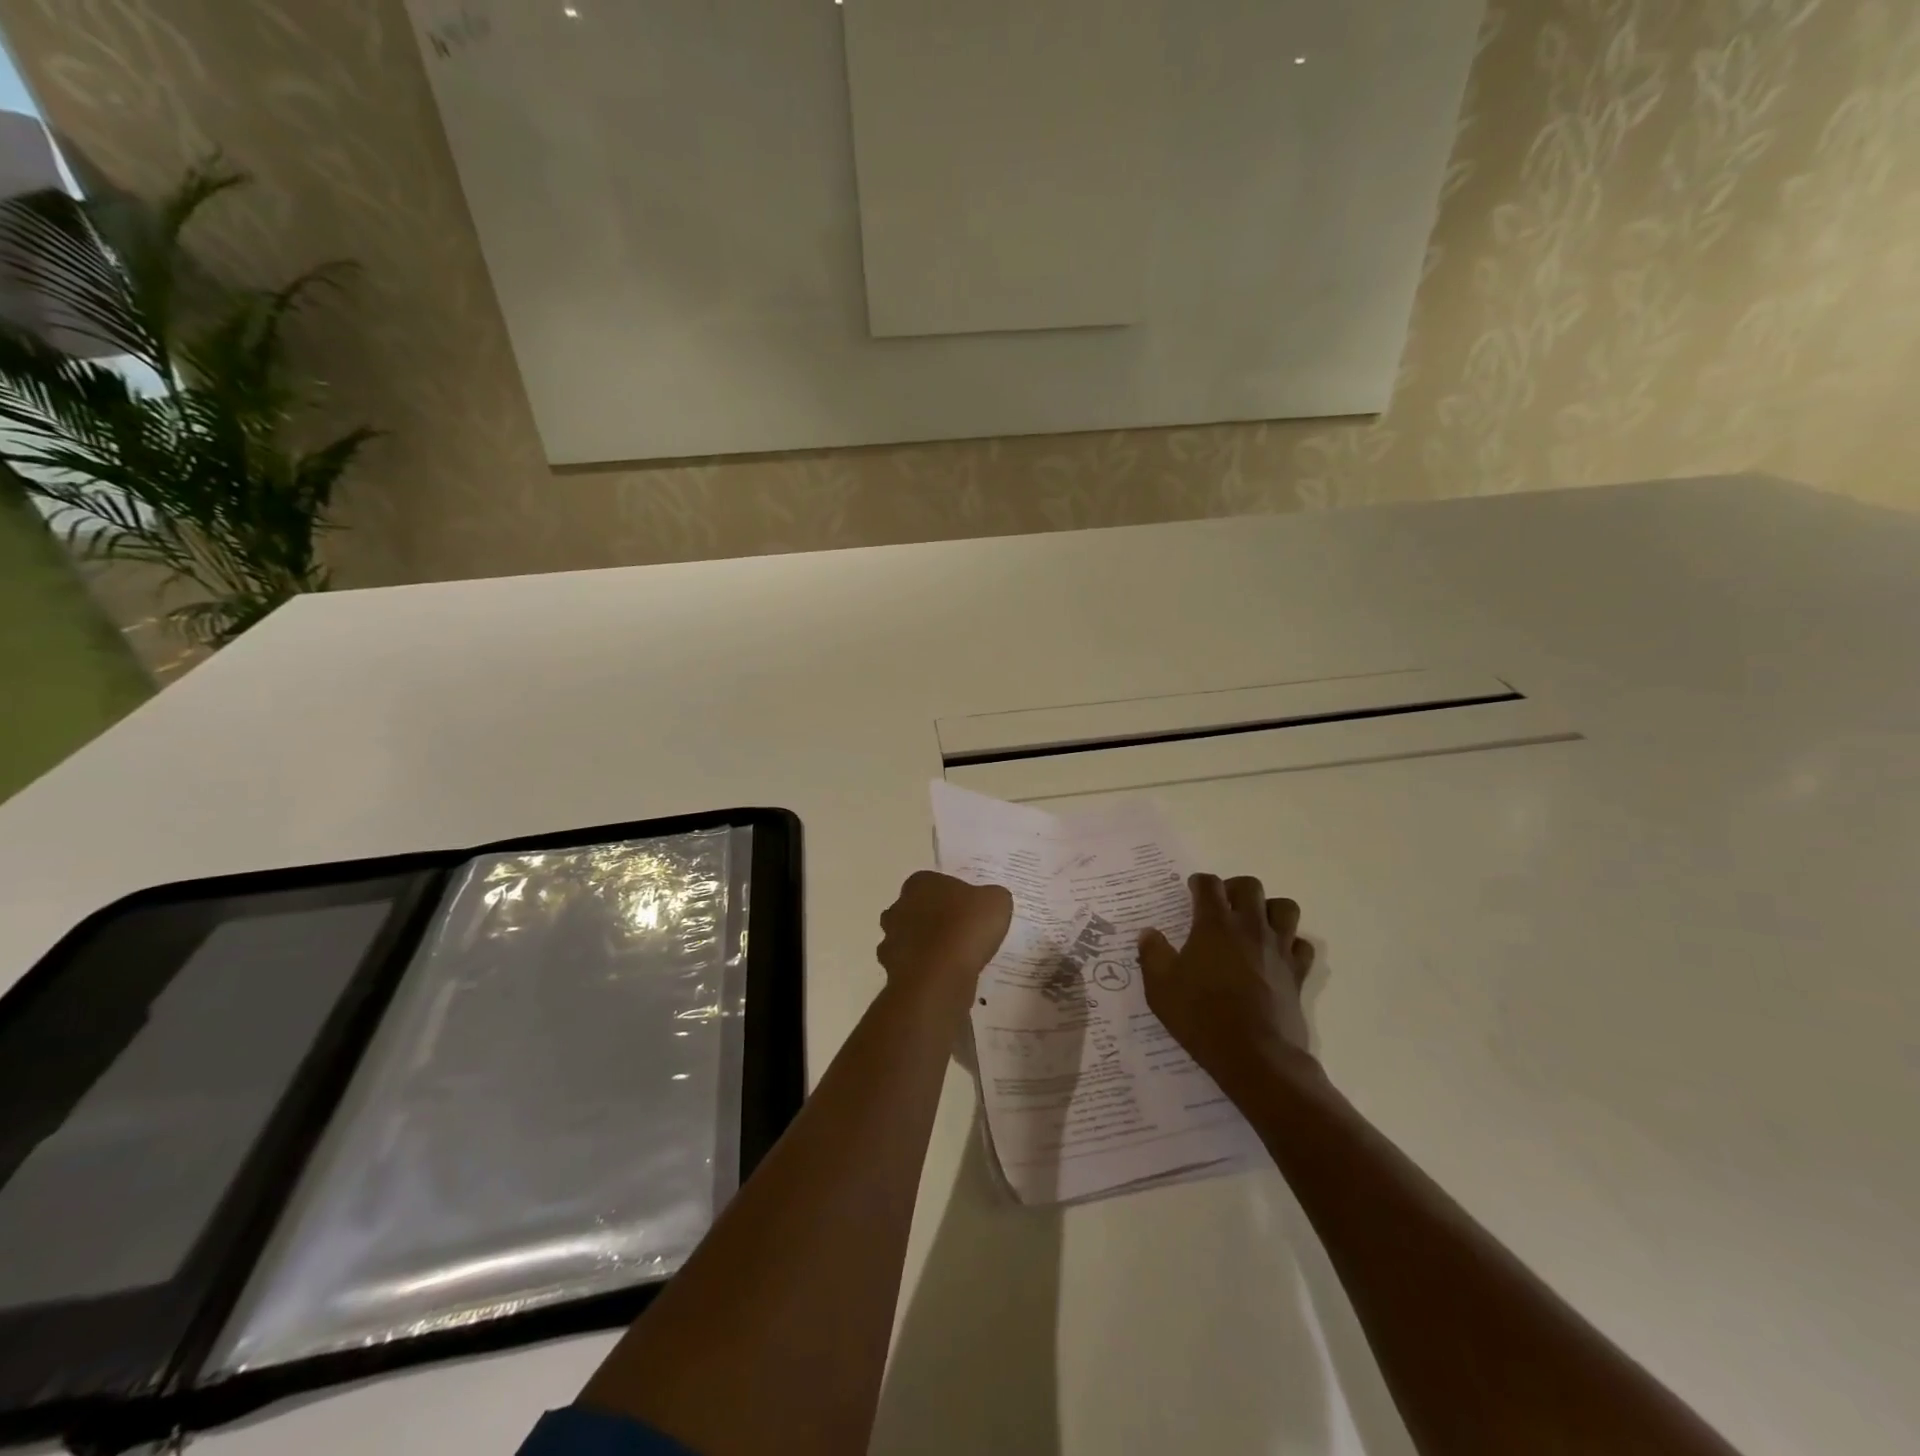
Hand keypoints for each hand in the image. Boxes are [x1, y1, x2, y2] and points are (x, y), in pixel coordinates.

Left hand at [877, 871, 1012, 1005]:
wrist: (939, 977)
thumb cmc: (966, 928)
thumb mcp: (996, 902)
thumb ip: (992, 897)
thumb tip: (989, 902)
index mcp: (920, 883)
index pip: (934, 883)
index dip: (953, 896)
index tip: (970, 911)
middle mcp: (898, 907)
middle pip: (917, 910)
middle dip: (935, 920)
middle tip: (963, 934)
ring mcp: (890, 940)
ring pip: (911, 940)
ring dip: (928, 948)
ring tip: (957, 960)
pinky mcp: (891, 970)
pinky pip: (912, 968)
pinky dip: (925, 972)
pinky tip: (946, 979)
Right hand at [1138, 874, 1318, 1082]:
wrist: (1255, 1057)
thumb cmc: (1201, 1017)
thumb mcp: (1160, 987)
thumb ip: (1152, 954)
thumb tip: (1148, 933)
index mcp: (1214, 925)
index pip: (1209, 885)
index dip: (1199, 882)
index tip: (1191, 889)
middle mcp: (1250, 927)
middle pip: (1250, 886)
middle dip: (1233, 888)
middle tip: (1221, 906)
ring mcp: (1278, 949)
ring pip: (1284, 908)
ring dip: (1268, 909)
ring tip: (1253, 924)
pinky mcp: (1297, 973)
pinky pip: (1301, 945)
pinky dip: (1291, 943)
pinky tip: (1275, 956)